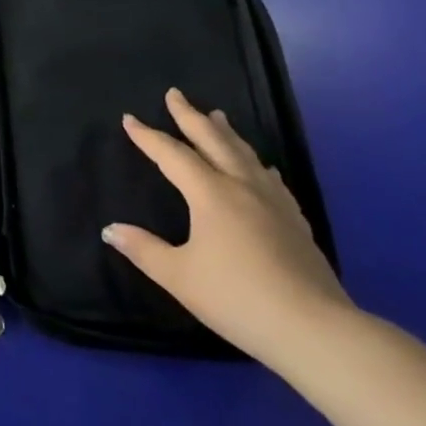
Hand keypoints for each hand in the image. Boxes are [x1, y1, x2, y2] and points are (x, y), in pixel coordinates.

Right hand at [103, 88, 351, 367]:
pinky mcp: (295, 223)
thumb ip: (143, 249)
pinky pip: (270, 179)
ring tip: (217, 116)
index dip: (148, 136)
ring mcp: (274, 203)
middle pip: (214, 141)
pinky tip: (260, 168)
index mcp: (211, 194)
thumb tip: (110, 229)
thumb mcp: (179, 276)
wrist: (315, 330)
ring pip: (246, 155)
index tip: (129, 118)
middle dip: (191, 116)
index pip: (172, 155)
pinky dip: (256, 164)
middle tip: (175, 94)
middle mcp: (243, 188)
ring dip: (226, 133)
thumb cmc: (237, 298)